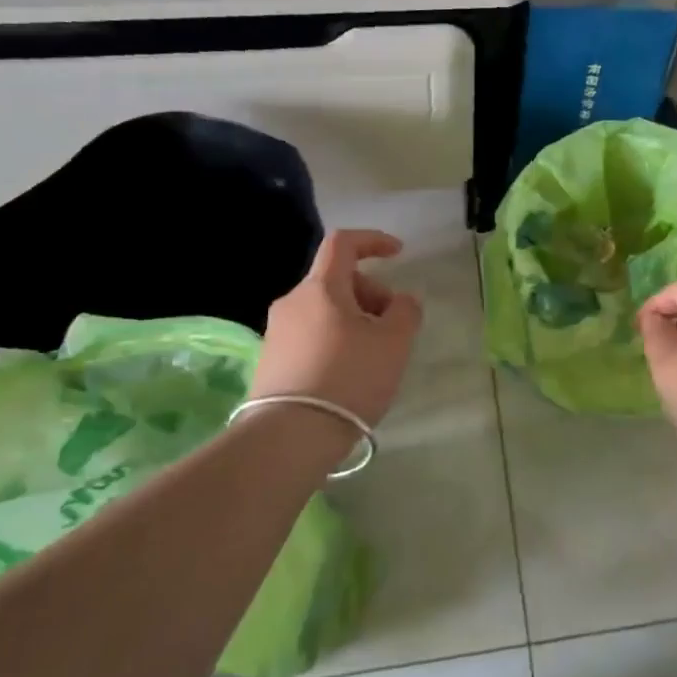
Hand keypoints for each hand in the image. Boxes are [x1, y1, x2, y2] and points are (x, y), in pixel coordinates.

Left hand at [250, 229, 423, 426]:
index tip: (398, 254)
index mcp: (321, 288)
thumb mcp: (394, 342)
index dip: (373, 240)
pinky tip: (349, 374)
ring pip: (324, 310)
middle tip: (392, 327)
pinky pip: (311, 336)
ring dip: (354, 320)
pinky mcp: (271, 361)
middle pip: (337, 280)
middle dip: (371, 294)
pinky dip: (336, 341)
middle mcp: (292, 302)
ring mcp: (277, 332)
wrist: (290, 436)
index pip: (343, 243)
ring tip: (374, 356)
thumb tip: (401, 300)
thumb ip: (405, 311)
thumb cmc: (349, 378)